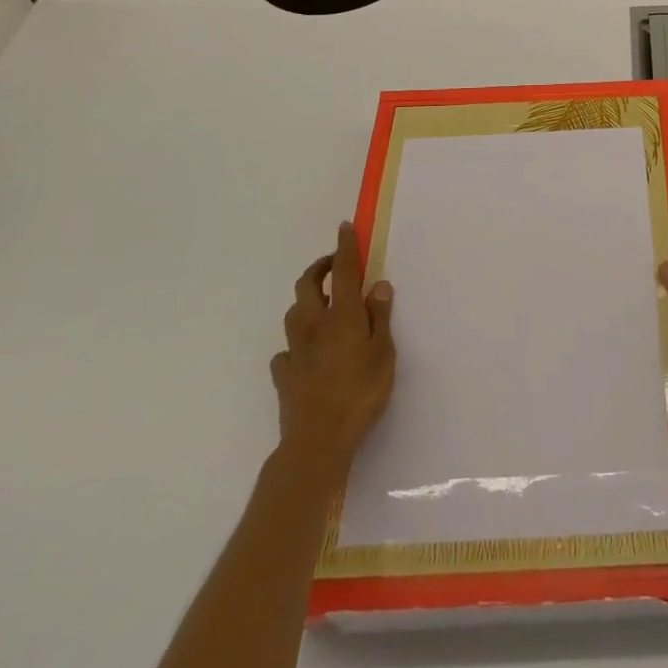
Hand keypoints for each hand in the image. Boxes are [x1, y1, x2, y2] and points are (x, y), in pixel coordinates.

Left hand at [270, 221, 395, 467]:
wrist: (317, 441)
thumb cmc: (360, 393)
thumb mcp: (384, 353)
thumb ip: (380, 317)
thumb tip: (378, 284)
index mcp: (342, 315)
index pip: (343, 271)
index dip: (344, 246)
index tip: (344, 227)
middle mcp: (314, 324)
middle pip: (308, 285)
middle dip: (319, 268)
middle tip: (334, 265)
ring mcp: (295, 350)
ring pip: (293, 313)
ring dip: (306, 302)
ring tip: (322, 307)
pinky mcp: (283, 375)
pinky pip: (285, 351)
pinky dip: (295, 344)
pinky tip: (304, 354)